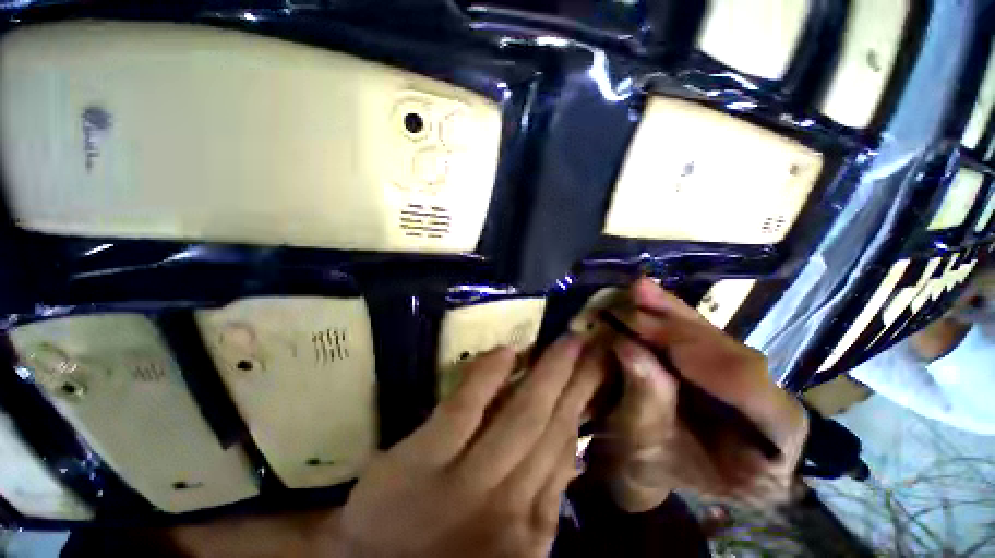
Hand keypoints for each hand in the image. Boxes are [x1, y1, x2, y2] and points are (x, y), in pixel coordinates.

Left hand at [335, 337, 603, 557]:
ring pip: (520, 416)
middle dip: (579, 380)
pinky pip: (464, 407)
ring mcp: (464, 480)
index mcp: (530, 523)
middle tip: (592, 343)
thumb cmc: (446, 551)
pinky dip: (487, 376)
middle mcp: (507, 502)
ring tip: (568, 341)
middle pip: (552, 427)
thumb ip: (541, 494)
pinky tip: (507, 351)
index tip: (598, 372)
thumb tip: (569, 444)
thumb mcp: (509, 537)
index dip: (584, 405)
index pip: (566, 448)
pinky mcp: (422, 459)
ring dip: (549, 373)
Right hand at [594, 279, 807, 511]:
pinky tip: (648, 297)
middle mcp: (770, 408)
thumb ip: (645, 401)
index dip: (707, 362)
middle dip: (680, 327)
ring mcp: (748, 383)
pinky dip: (669, 316)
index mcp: (769, 451)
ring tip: (641, 289)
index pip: (756, 396)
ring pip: (716, 339)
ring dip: (672, 312)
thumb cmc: (651, 469)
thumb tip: (627, 347)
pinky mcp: (722, 365)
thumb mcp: (645, 448)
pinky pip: (697, 336)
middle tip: (638, 298)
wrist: (653, 467)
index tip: (656, 337)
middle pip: (734, 357)